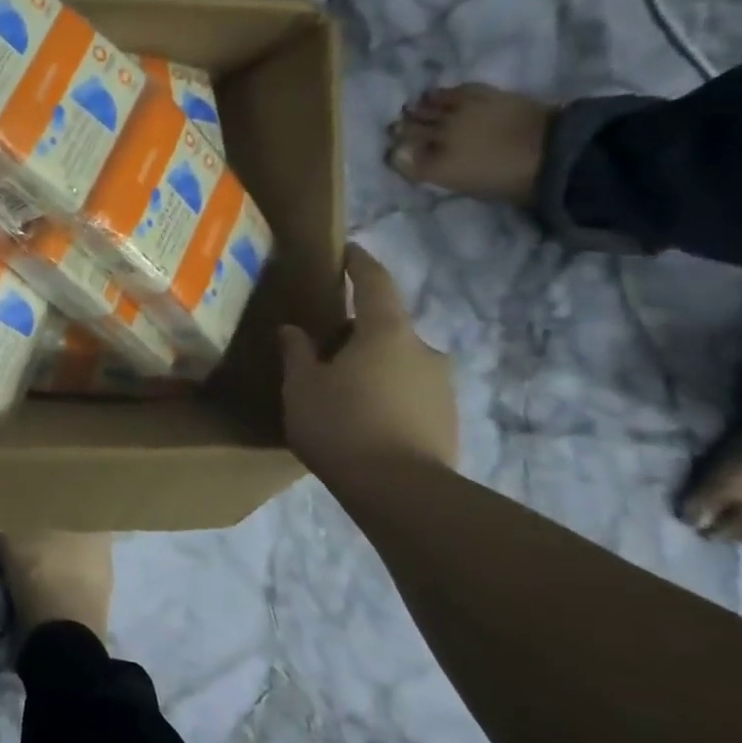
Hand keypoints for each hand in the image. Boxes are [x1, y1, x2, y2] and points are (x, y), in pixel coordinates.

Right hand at [278, 244, 457, 477]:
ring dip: (372, 366)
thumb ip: (298, 353)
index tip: (349, 251)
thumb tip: (294, 330)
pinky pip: (409, 393)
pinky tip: (361, 419)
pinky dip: (386, 394)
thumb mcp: (302, 386)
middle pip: (386, 328)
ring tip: (339, 390)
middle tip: (322, 348)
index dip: (360, 264)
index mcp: (386, 333)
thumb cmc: (341, 425)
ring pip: (399, 362)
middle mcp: (423, 350)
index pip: (375, 283)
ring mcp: (442, 386)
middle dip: (356, 332)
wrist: (401, 491)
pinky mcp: (447, 418)